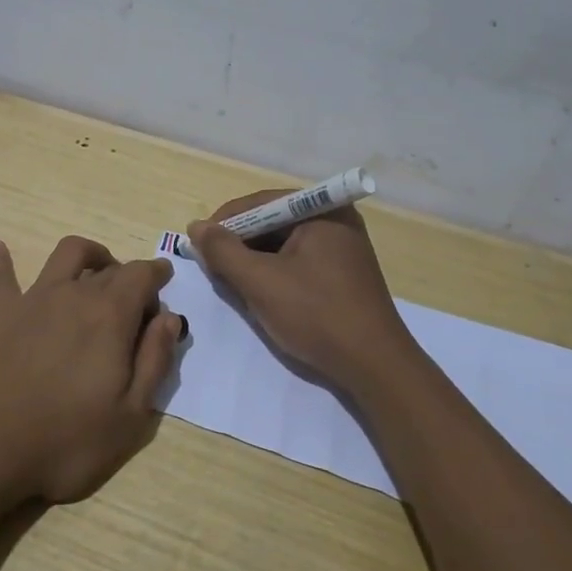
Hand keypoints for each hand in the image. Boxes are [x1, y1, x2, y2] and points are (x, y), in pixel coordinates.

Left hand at [0, 235, 182, 504]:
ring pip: (64, 255)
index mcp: (111, 315)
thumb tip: (169, 318)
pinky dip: (1, 260)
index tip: (162, 283)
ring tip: (92, 268)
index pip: (141, 275)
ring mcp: (32, 299)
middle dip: (127, 276)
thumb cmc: (65, 440)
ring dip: (85, 255)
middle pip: (108, 268)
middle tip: (133, 302)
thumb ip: (155, 360)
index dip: (156, 275)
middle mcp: (73, 294)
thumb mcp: (130, 416)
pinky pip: (0, 276)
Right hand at [188, 192, 417, 396]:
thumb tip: (196, 226)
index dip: (225, 222)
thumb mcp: (261, 282)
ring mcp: (343, 248)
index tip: (198, 245)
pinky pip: (299, 262)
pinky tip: (261, 295)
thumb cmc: (317, 315)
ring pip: (284, 245)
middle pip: (272, 222)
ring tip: (233, 283)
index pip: (260, 203)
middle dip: (240, 244)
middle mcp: (336, 220)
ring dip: (255, 261)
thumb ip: (223, 251)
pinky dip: (275, 274)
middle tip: (213, 267)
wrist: (375, 367)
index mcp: (322, 210)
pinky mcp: (344, 274)